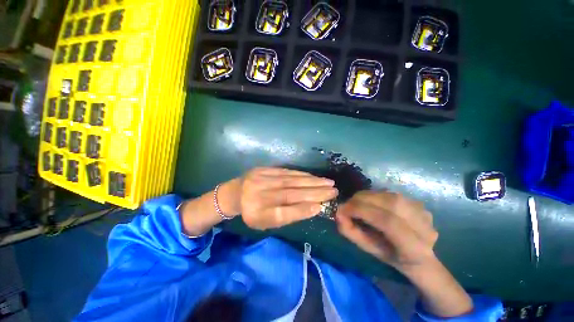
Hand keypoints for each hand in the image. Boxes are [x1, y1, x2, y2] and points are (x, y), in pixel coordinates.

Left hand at [239, 168, 337, 229]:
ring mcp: (261, 180)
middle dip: (314, 193)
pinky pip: (285, 172)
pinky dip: (301, 174)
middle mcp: (259, 196)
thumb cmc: (253, 212)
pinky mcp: (263, 169)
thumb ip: (287, 216)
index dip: (301, 210)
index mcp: (258, 215)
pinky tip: (313, 176)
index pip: (282, 214)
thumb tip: (312, 207)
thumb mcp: (266, 222)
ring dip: (311, 181)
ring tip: (328, 183)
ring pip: (290, 180)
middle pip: (290, 194)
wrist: (235, 193)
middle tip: (334, 191)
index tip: (321, 207)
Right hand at [336, 191, 437, 272]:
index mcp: (415, 248)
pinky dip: (376, 196)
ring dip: (367, 196)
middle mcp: (424, 226)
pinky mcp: (419, 203)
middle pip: (389, 203)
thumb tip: (338, 213)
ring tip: (357, 203)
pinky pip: (391, 194)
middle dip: (362, 200)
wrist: (419, 256)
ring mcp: (424, 212)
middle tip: (347, 204)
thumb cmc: (391, 256)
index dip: (362, 211)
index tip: (342, 210)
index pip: (388, 222)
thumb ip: (351, 232)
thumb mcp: (368, 249)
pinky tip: (372, 203)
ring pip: (389, 195)